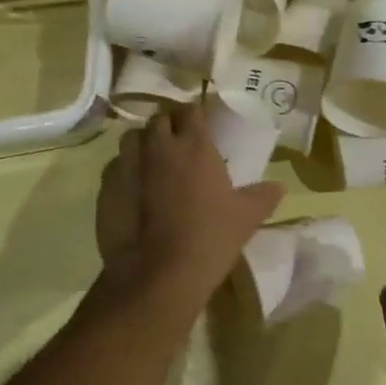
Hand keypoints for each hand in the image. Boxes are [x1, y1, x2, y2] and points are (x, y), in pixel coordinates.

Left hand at [96, 102, 282, 315]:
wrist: (158, 274)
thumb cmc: (209, 238)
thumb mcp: (246, 218)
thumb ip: (262, 197)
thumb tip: (279, 187)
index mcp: (195, 146)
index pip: (191, 111)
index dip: (195, 115)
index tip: (200, 124)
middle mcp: (159, 147)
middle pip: (159, 119)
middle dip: (167, 125)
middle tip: (178, 143)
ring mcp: (128, 165)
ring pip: (132, 138)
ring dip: (143, 144)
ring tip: (153, 162)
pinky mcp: (106, 187)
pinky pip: (115, 167)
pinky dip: (125, 171)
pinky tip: (134, 190)